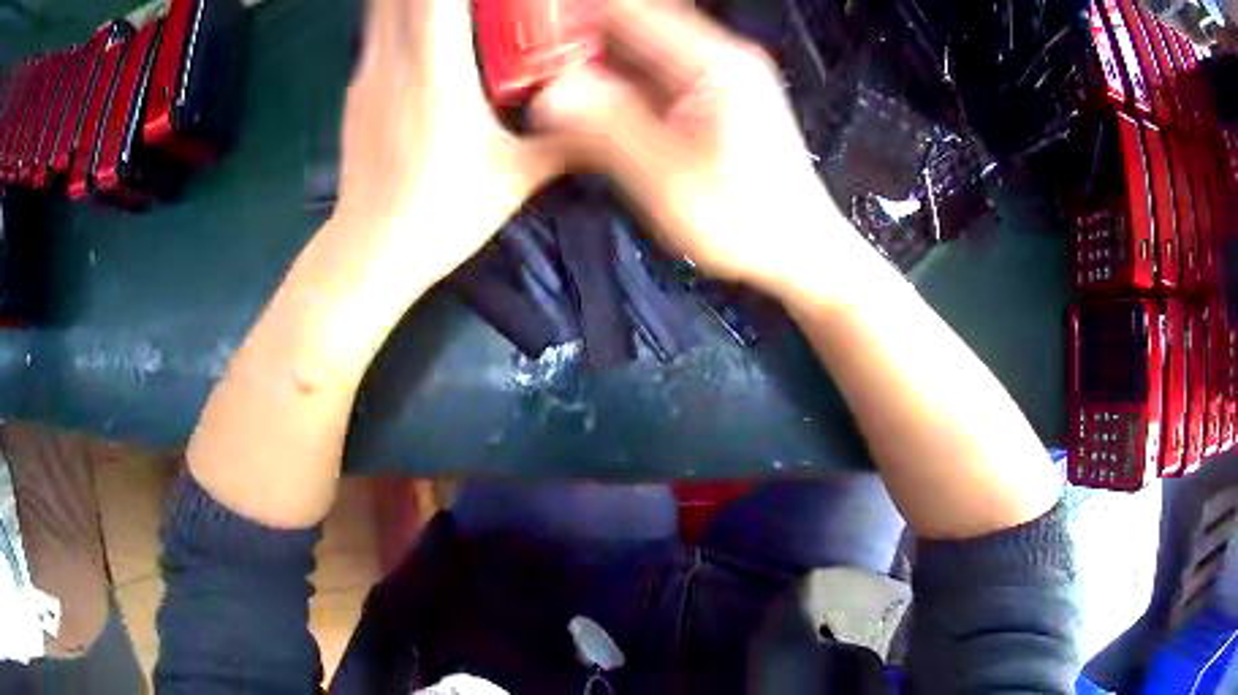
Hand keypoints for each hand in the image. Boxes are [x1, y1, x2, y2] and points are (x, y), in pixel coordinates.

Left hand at [332, 0, 567, 286]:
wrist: (368, 254)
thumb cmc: (442, 215)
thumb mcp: (517, 177)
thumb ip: (568, 141)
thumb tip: (612, 117)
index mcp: (436, 71)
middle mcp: (393, 60)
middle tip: (480, 1)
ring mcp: (367, 74)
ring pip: (381, 7)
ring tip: (451, 9)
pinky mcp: (356, 92)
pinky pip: (378, 33)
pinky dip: (401, 16)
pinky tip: (424, 34)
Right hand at [532, 0, 847, 292]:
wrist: (800, 250)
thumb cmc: (747, 222)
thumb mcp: (668, 181)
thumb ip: (607, 130)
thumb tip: (549, 93)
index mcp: (713, 63)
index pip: (628, 10)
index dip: (573, 17)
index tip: (530, 38)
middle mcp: (718, 57)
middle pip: (632, 26)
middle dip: (578, 43)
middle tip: (532, 71)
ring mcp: (719, 76)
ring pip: (640, 52)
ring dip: (596, 66)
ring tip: (552, 90)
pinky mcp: (714, 98)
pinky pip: (655, 77)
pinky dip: (619, 87)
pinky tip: (593, 109)